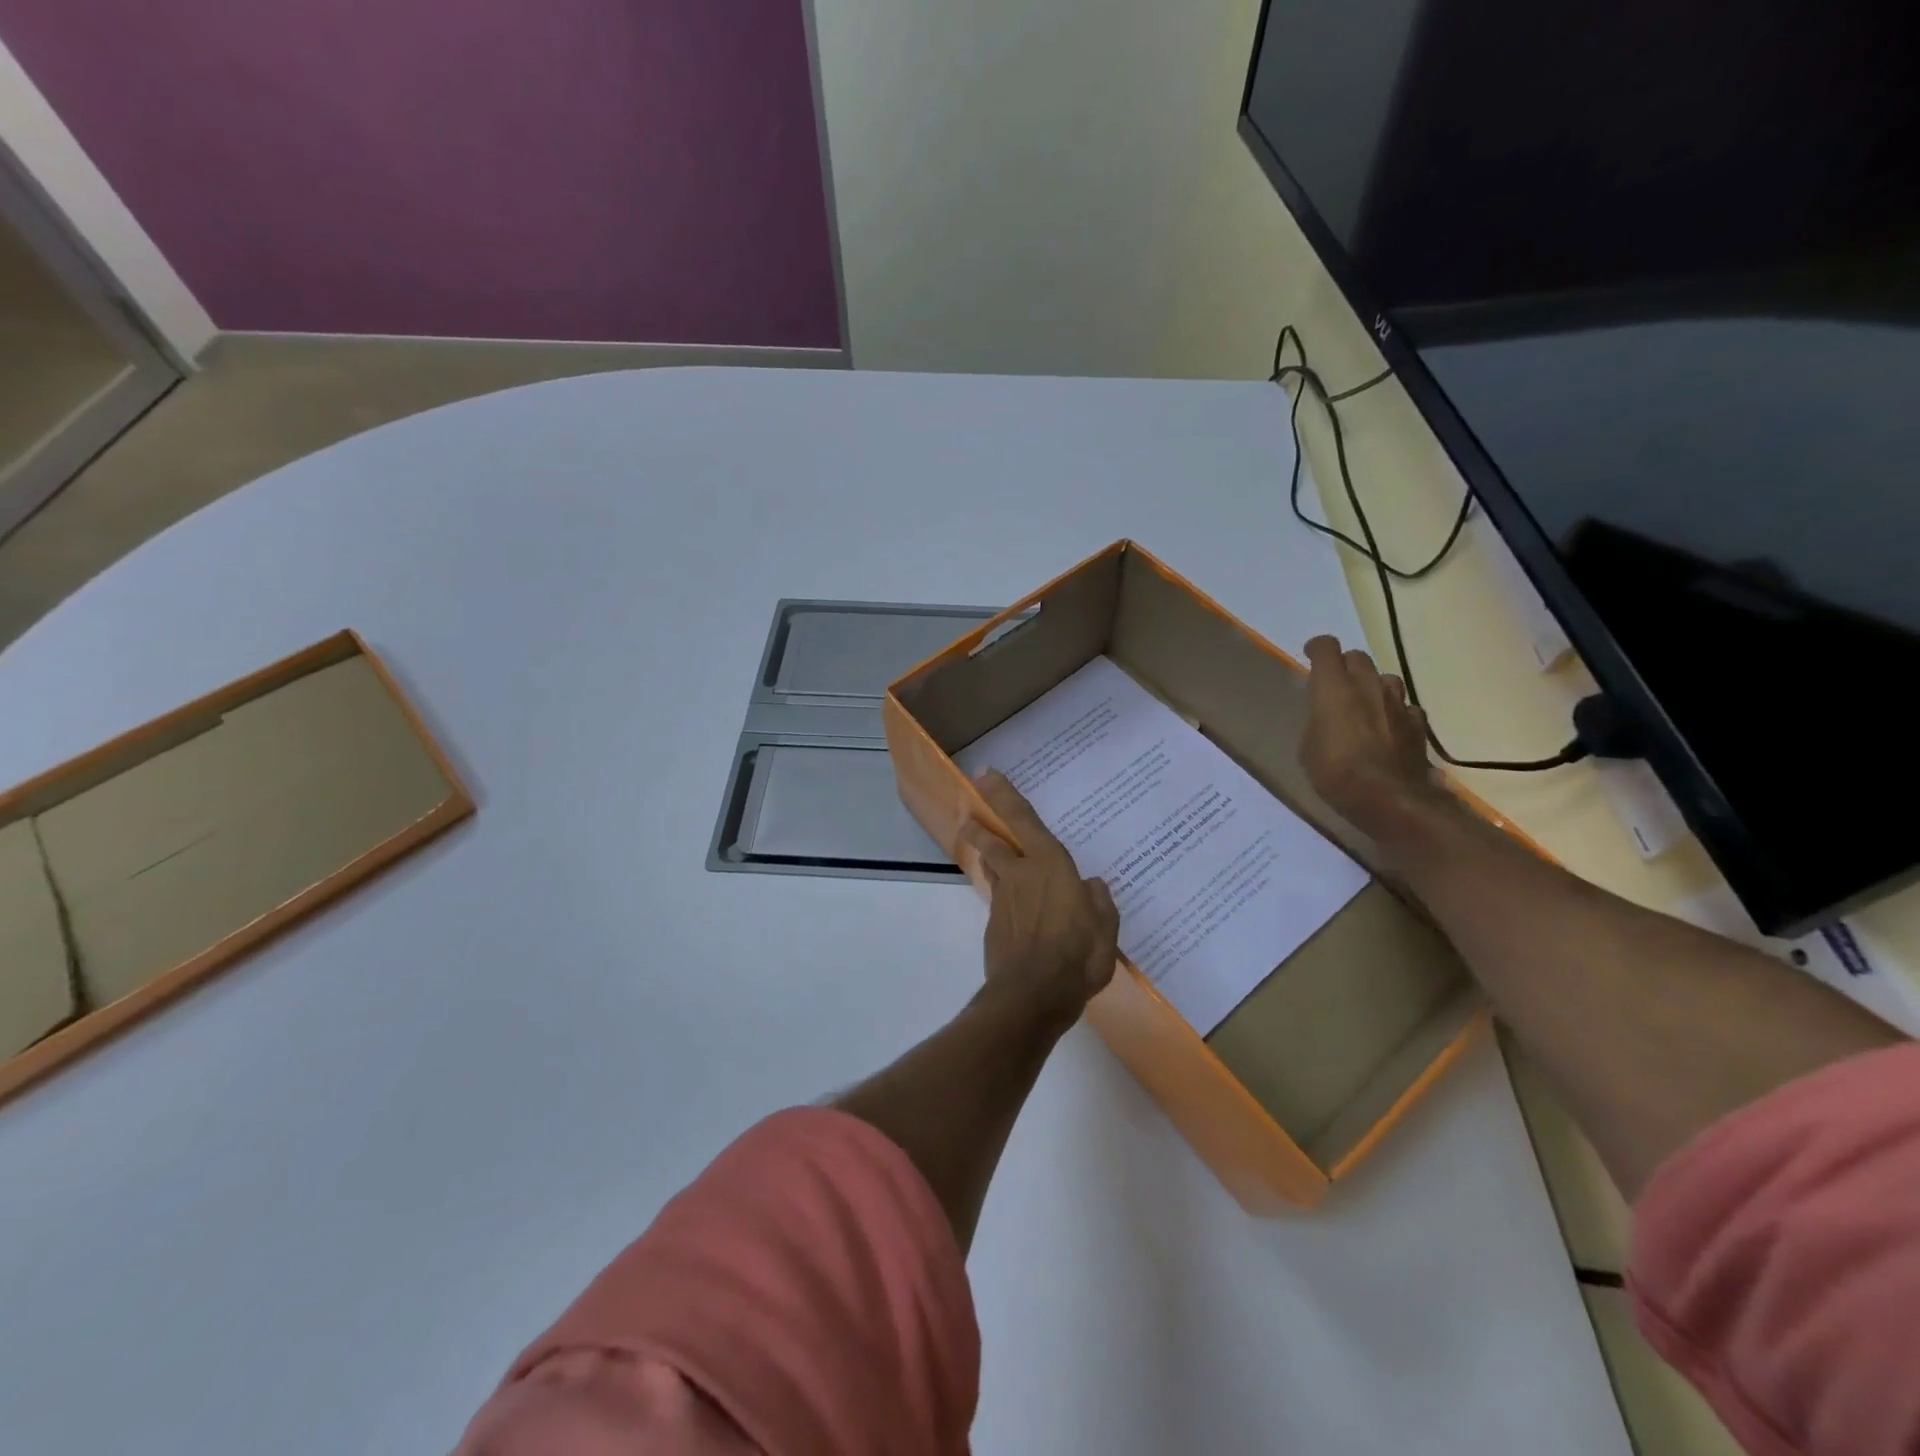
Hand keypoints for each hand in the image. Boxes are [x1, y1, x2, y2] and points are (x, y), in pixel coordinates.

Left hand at [957, 770, 1120, 1025]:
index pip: (1023, 820)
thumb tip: (1091, 886)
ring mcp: (1003, 901)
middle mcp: (1021, 875)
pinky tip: (1013, 907)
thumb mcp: (1105, 929)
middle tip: (967, 815)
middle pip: (995, 842)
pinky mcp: (994, 926)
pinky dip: (1003, 895)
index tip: (985, 774)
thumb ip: (1099, 903)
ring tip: (983, 849)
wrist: (1032, 996)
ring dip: (984, 856)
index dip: (1003, 795)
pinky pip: (999, 900)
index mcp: (1049, 866)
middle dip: (980, 826)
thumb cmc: (1077, 956)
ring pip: (992, 869)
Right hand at [1301, 635, 1444, 834]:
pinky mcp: (1418, 723)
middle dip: (1345, 666)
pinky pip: (1405, 706)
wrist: (1389, 799)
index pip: (1326, 647)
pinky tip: (1388, 728)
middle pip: (1358, 657)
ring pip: (1385, 678)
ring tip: (1364, 705)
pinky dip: (1394, 711)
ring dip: (1373, 685)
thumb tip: (1326, 715)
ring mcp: (1398, 702)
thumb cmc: (1335, 772)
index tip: (1310, 656)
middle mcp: (1368, 685)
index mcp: (1334, 687)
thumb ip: (1317, 720)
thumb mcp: (1308, 747)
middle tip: (1336, 685)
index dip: (1316, 648)